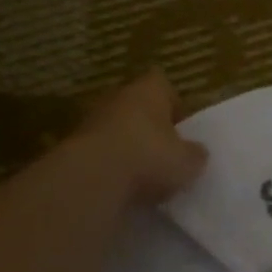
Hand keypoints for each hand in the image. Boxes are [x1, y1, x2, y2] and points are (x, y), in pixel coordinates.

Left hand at [79, 72, 208, 204]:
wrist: (92, 177)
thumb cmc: (149, 157)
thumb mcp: (188, 162)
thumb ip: (196, 155)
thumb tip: (197, 153)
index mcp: (149, 91)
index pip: (163, 85)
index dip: (174, 106)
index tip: (182, 129)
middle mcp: (118, 97)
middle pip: (138, 107)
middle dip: (151, 128)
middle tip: (166, 154)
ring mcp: (92, 120)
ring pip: (118, 130)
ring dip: (129, 148)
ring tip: (145, 175)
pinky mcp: (74, 147)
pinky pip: (102, 152)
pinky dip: (111, 166)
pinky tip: (123, 186)